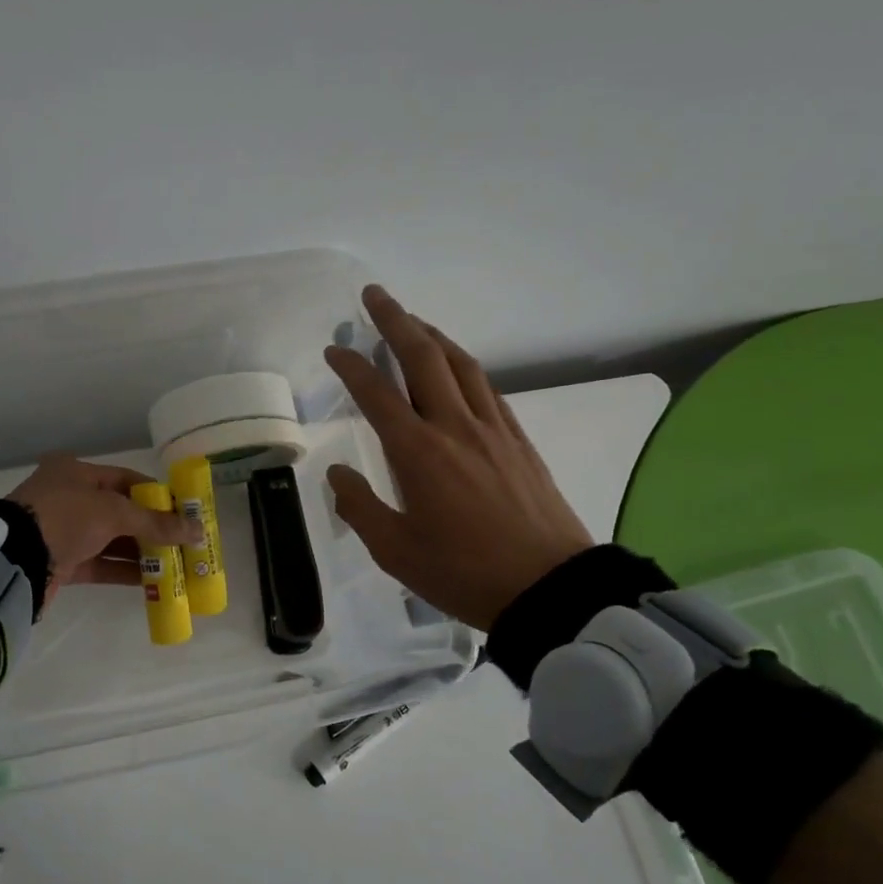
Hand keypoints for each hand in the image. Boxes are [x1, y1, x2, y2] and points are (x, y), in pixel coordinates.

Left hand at [7, 454, 200, 610]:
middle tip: (185, 543)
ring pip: (112, 540)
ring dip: (141, 552)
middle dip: (153, 528)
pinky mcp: (61, 562)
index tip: (185, 513)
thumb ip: (156, 523)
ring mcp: (64, 532)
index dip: (157, 497)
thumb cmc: (64, 518)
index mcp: (77, 472)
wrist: (13, 560)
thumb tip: (198, 530)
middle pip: (121, 512)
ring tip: (176, 565)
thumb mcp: (113, 513)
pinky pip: (100, 563)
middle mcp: (69, 498)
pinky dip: (124, 571)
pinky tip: (152, 581)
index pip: (127, 480)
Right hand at [322, 285, 593, 629]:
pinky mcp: (518, 439)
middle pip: (424, 357)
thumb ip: (360, 507)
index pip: (377, 393)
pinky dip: (463, 365)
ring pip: (460, 364)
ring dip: (433, 334)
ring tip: (412, 321)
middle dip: (395, 320)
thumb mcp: (396, 551)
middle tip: (374, 295)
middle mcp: (455, 426)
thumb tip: (337, 474)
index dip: (351, 366)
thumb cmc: (464, 572)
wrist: (550, 588)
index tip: (333, 350)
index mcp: (419, 452)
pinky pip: (487, 387)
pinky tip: (456, 368)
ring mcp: (493, 428)